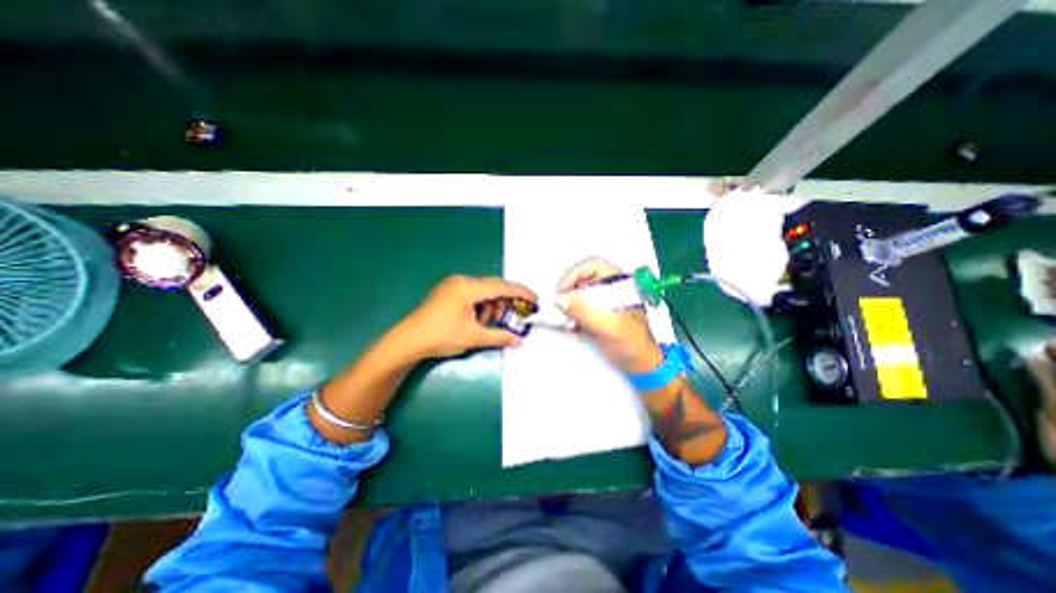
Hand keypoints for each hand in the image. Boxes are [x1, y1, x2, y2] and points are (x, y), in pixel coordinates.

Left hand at [396, 276, 537, 359]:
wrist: (407, 342)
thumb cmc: (440, 336)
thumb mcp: (473, 337)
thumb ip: (499, 336)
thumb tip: (519, 340)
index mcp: (468, 287)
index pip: (502, 287)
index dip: (521, 293)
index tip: (536, 300)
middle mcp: (462, 281)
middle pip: (493, 288)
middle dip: (506, 303)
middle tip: (514, 318)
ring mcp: (454, 286)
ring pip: (484, 292)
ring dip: (492, 307)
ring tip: (489, 324)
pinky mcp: (449, 294)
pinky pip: (473, 296)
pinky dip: (481, 308)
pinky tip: (478, 321)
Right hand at [554, 257, 656, 371]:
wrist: (642, 366)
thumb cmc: (633, 345)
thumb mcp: (610, 327)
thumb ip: (585, 312)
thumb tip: (561, 299)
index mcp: (621, 285)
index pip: (594, 266)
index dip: (575, 274)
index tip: (562, 290)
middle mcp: (611, 290)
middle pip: (583, 281)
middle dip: (569, 294)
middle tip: (559, 308)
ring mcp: (604, 303)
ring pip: (579, 296)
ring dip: (569, 309)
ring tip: (567, 323)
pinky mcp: (598, 315)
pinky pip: (580, 310)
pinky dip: (573, 319)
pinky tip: (573, 331)